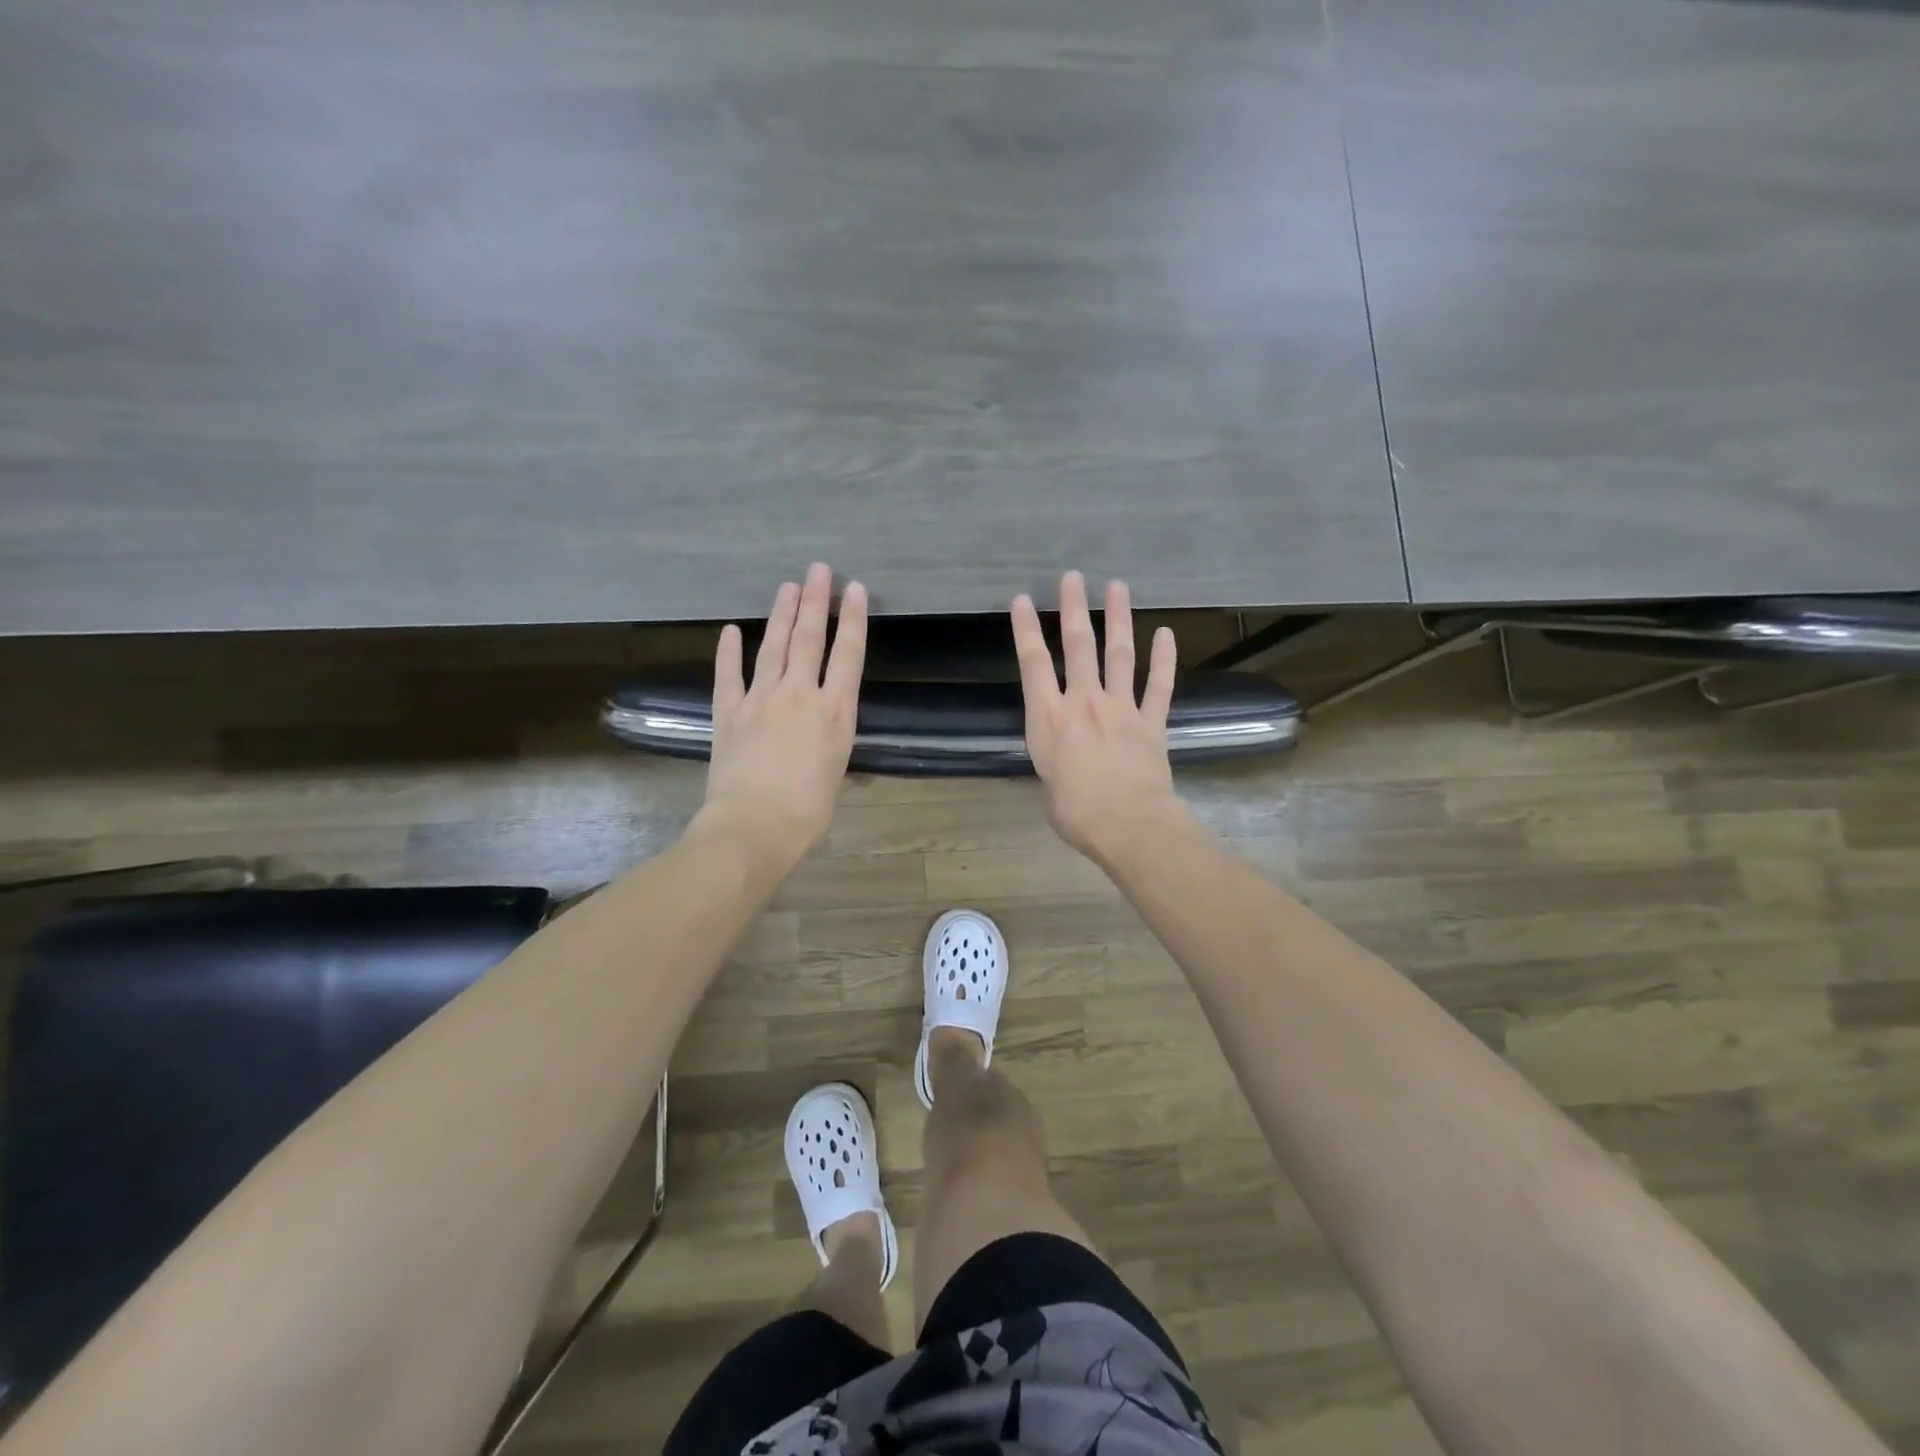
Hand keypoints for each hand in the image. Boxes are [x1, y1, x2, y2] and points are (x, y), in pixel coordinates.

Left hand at [699, 563, 866, 868]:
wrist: (755, 826)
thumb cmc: (808, 812)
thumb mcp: (835, 774)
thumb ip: (832, 745)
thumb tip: (828, 738)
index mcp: (835, 712)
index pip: (848, 655)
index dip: (853, 619)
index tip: (854, 589)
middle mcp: (800, 695)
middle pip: (809, 638)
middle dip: (815, 601)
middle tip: (818, 570)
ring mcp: (761, 699)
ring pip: (773, 647)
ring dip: (781, 615)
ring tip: (788, 587)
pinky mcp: (729, 712)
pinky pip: (728, 674)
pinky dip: (728, 651)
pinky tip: (730, 630)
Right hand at [1012, 571, 1185, 863]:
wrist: (1129, 825)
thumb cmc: (1076, 813)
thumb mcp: (1047, 785)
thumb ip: (1054, 758)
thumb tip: (1064, 755)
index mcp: (1049, 718)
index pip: (1033, 663)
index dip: (1026, 629)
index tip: (1022, 600)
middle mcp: (1084, 702)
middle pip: (1079, 646)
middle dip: (1074, 608)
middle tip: (1074, 577)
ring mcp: (1121, 708)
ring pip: (1120, 654)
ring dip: (1119, 619)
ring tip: (1118, 587)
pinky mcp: (1151, 722)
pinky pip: (1159, 685)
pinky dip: (1164, 659)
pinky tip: (1166, 634)